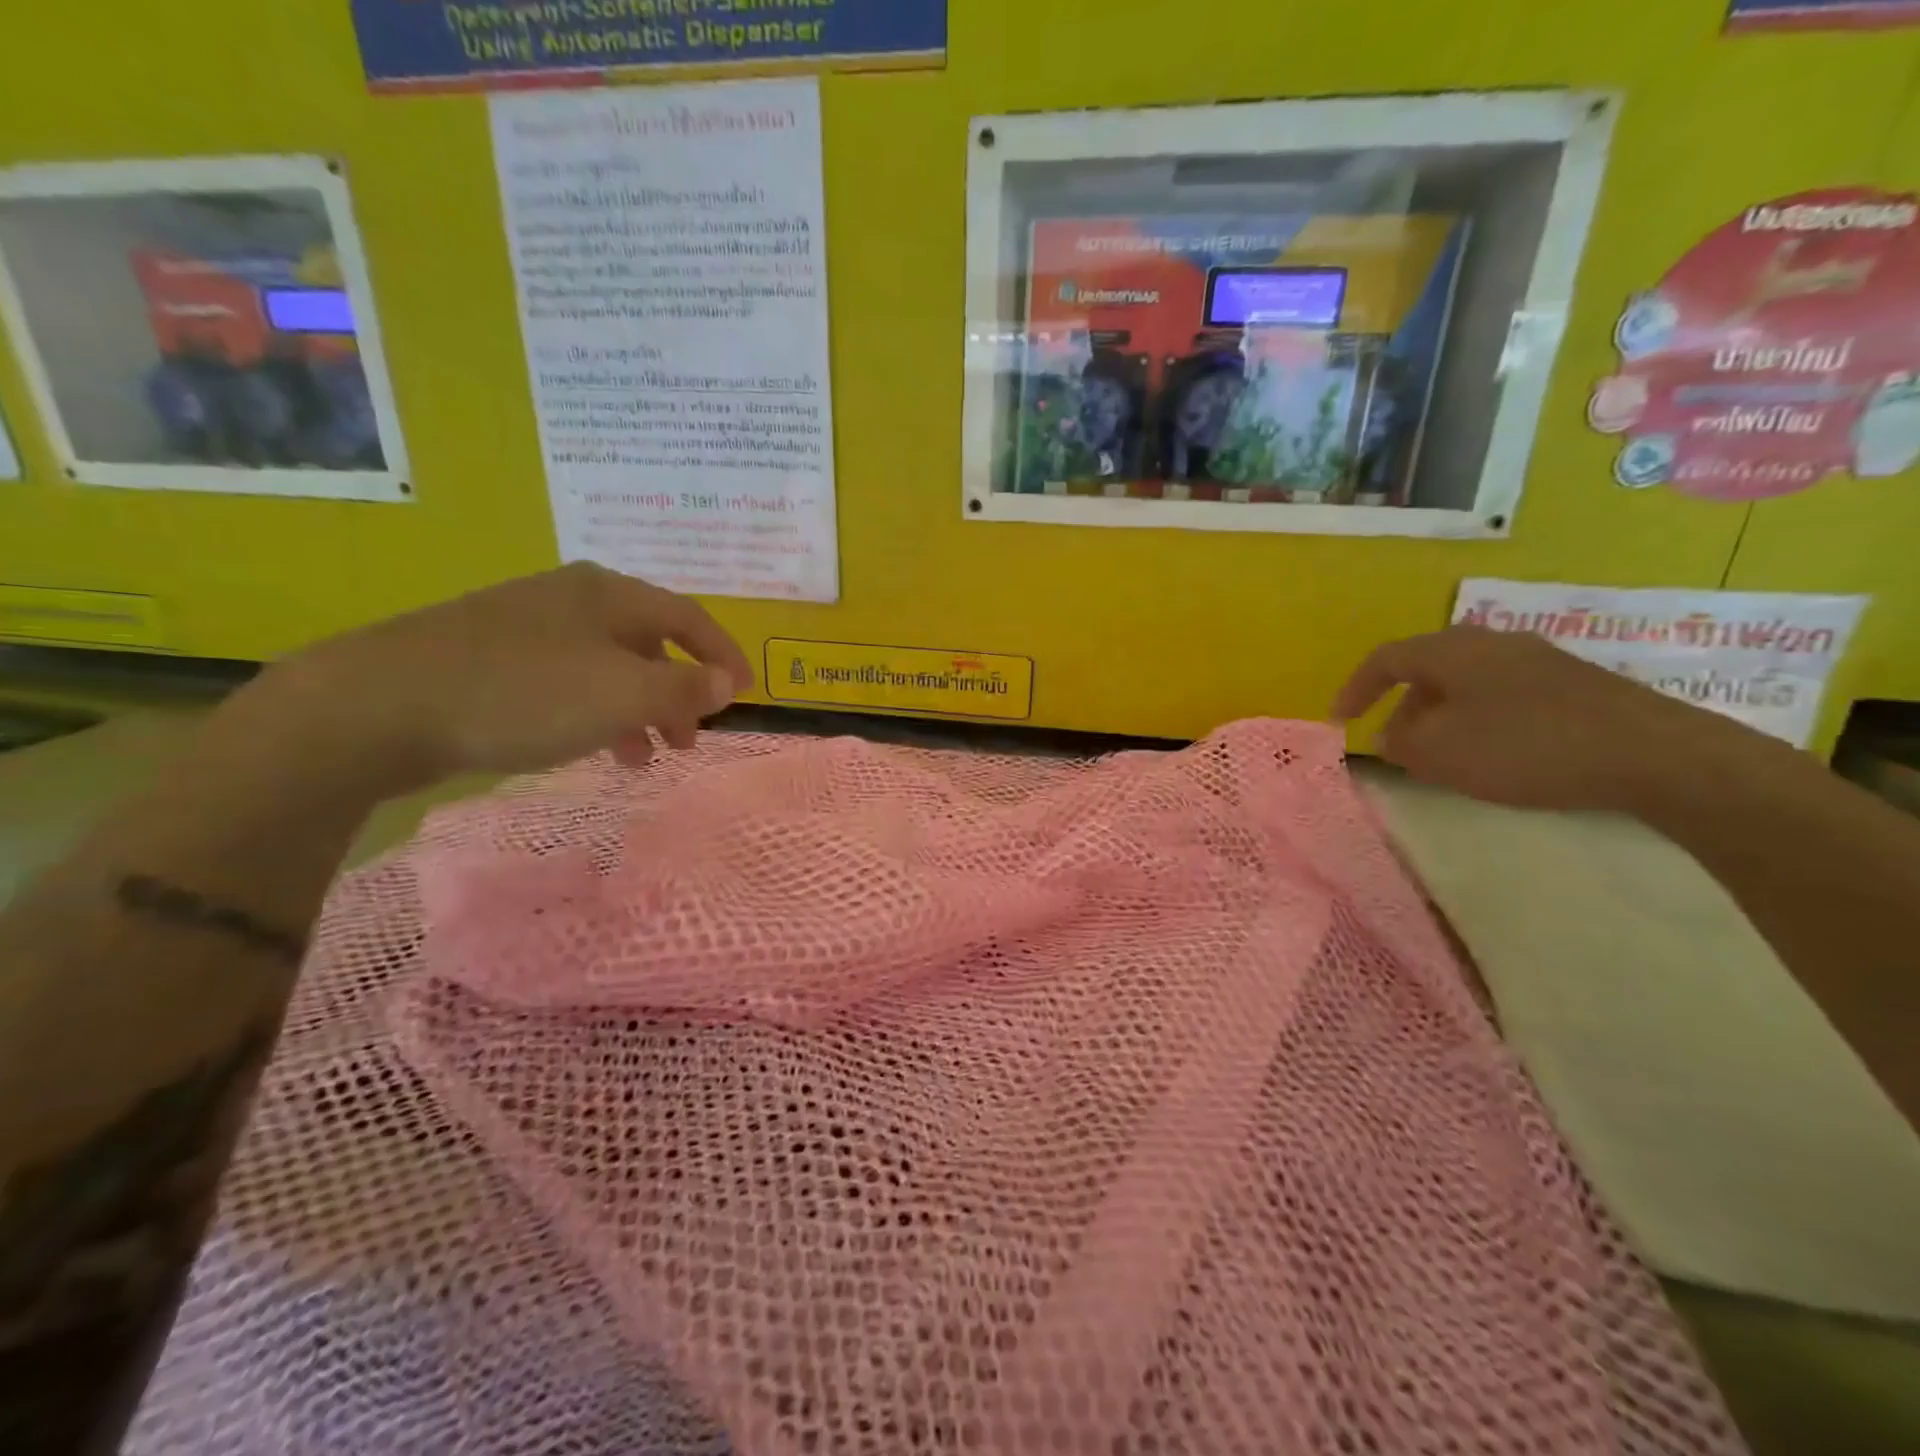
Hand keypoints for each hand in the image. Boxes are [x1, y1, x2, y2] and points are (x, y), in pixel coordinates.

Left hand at [248, 563, 753, 793]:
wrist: (378, 704)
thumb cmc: (523, 693)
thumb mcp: (621, 694)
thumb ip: (684, 690)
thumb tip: (728, 683)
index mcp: (610, 595)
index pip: (690, 617)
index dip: (724, 655)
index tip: (745, 694)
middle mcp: (573, 599)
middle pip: (650, 644)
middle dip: (678, 694)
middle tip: (688, 740)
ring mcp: (528, 625)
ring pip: (608, 667)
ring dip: (637, 709)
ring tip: (643, 756)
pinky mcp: (491, 656)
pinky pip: (568, 682)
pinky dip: (593, 712)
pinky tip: (588, 745)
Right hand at [1331, 626, 1753, 813]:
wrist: (1652, 753)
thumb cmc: (1524, 746)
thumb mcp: (1440, 752)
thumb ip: (1400, 743)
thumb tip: (1392, 735)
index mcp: (1451, 650)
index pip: (1385, 659)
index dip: (1355, 688)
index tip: (1339, 720)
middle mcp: (1490, 643)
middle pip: (1427, 669)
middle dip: (1401, 706)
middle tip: (1394, 744)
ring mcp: (1536, 660)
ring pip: (1466, 683)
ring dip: (1441, 716)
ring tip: (1442, 756)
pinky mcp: (1572, 684)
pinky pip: (1502, 695)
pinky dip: (1479, 720)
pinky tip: (1494, 754)